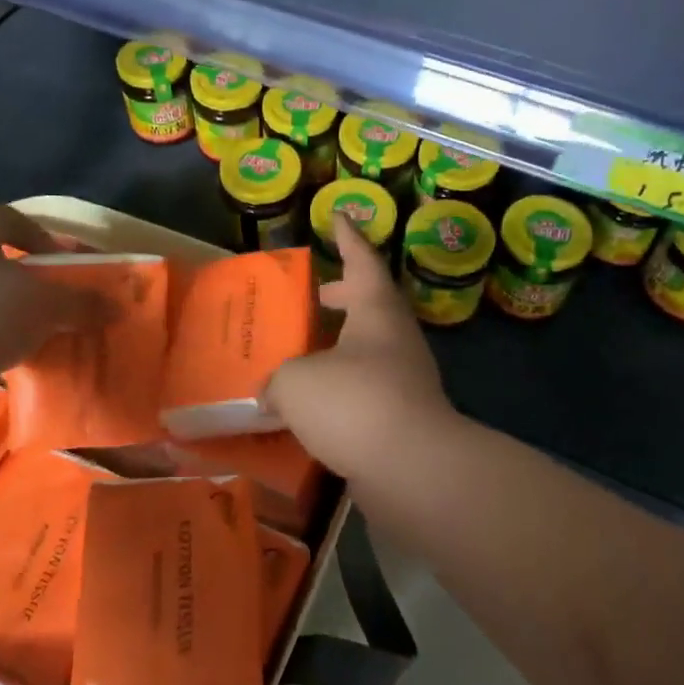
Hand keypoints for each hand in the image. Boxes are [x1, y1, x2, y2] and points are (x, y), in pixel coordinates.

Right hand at [266, 213, 461, 479]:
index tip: (340, 215)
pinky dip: (340, 390)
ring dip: (338, 346)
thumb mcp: (296, 382)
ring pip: (367, 350)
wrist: (412, 469)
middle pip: (369, 305)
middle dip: (342, 296)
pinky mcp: (403, 417)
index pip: (362, 260)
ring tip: (301, 354)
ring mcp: (405, 379)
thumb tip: (271, 394)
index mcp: (376, 311)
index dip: (348, 236)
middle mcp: (396, 338)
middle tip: (315, 294)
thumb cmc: (354, 402)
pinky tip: (312, 407)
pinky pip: (366, 390)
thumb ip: (278, 381)